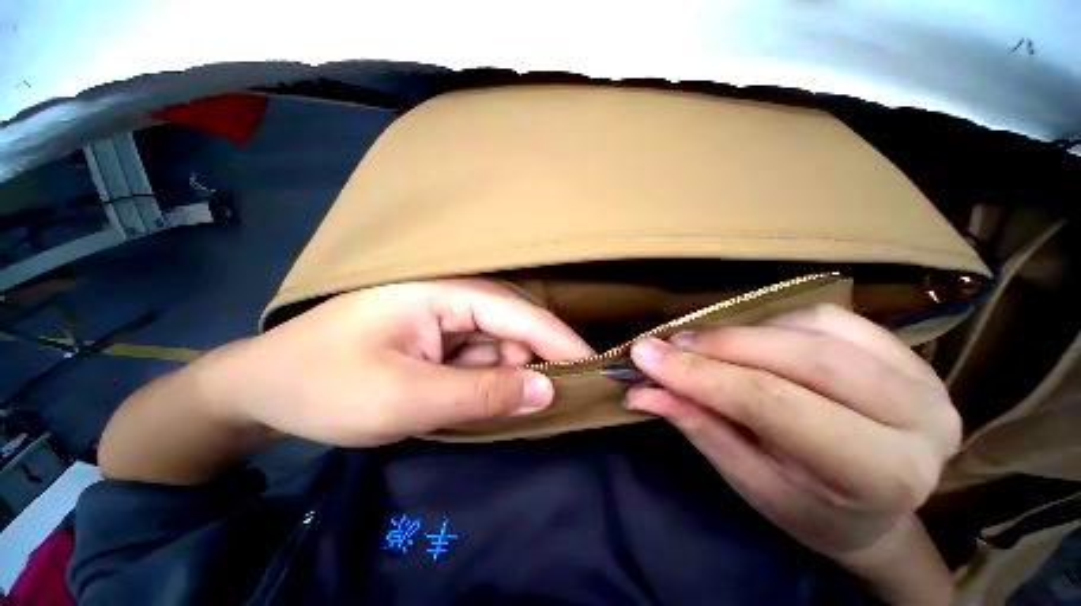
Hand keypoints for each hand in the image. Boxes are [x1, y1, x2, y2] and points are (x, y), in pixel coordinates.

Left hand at [205, 279, 592, 446]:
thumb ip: (483, 394)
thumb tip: (546, 390)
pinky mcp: (437, 339)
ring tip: (502, 407)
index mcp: (441, 291)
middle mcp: (449, 296)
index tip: (593, 365)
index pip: (516, 312)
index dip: (557, 339)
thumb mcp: (406, 398)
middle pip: (511, 326)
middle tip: (554, 400)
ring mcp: (443, 317)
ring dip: (506, 377)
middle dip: (532, 362)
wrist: (261, 390)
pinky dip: (487, 381)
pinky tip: (480, 401)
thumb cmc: (323, 386)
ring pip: (497, 345)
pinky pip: (478, 358)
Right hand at [624, 304, 960, 566]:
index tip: (644, 354)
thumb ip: (698, 426)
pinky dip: (774, 323)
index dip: (700, 374)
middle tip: (668, 344)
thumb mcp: (748, 480)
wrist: (874, 507)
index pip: (773, 404)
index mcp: (881, 472)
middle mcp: (919, 417)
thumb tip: (642, 390)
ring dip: (744, 333)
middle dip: (720, 345)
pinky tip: (752, 341)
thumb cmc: (808, 508)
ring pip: (811, 327)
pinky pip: (825, 317)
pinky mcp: (905, 349)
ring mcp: (922, 375)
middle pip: (800, 356)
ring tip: (705, 347)